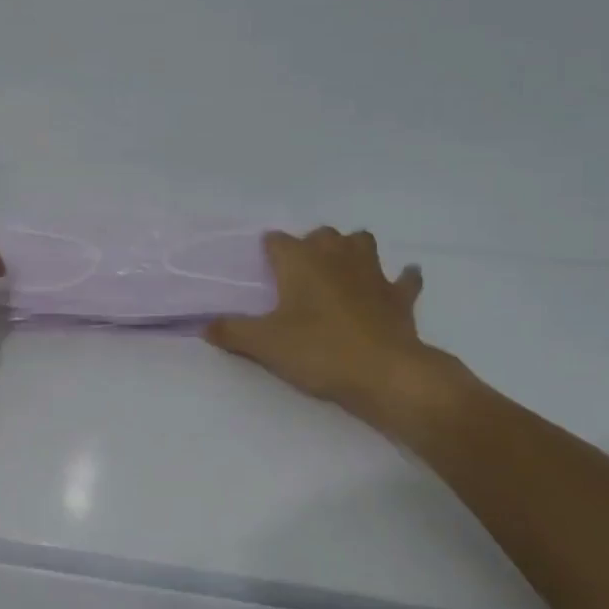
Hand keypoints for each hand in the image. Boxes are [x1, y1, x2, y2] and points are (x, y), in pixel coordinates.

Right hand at [205, 228, 468, 436]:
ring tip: (341, 268)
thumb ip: (232, 331)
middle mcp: (336, 257)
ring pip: (362, 243)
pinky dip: (401, 278)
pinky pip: (405, 279)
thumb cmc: (319, 351)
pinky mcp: (399, 296)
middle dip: (310, 245)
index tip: (262, 267)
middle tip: (298, 272)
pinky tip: (397, 282)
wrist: (386, 374)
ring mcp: (372, 273)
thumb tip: (203, 325)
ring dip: (352, 249)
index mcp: (301, 261)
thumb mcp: (265, 345)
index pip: (277, 241)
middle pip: (322, 234)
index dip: (269, 251)